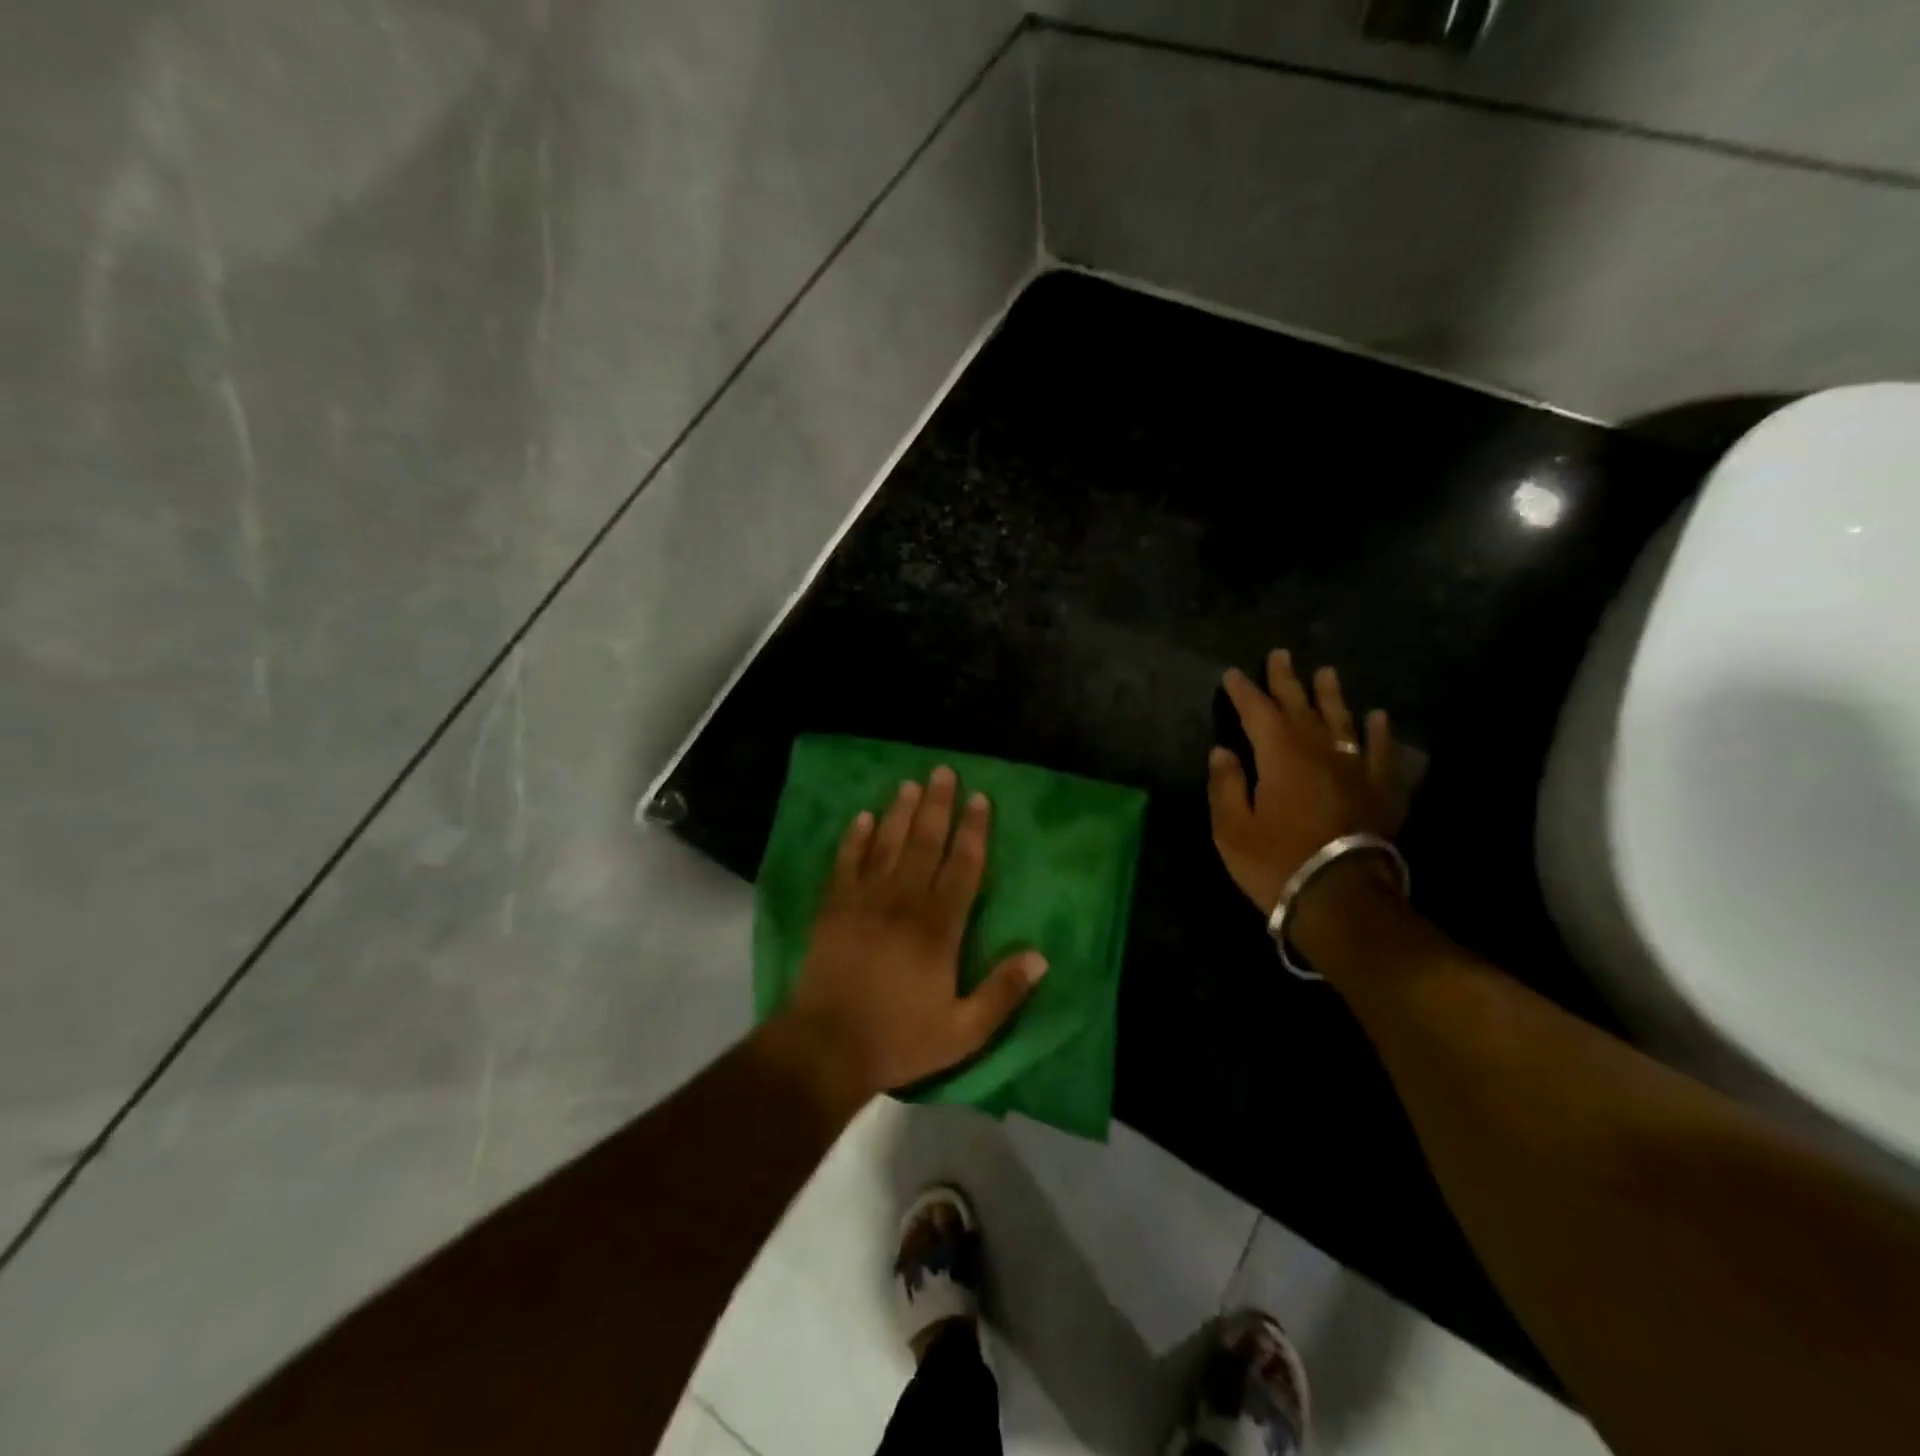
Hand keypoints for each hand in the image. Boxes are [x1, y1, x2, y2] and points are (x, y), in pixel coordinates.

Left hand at [787, 767, 1047, 1096]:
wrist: (826, 1047)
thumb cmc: (899, 1038)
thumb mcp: (964, 1031)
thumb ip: (1003, 993)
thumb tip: (1041, 957)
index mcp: (939, 927)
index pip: (963, 866)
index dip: (974, 831)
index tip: (980, 799)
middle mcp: (903, 901)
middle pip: (924, 842)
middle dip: (937, 805)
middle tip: (943, 772)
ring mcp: (864, 900)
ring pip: (886, 844)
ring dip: (900, 812)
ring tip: (910, 783)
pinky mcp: (833, 907)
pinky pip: (846, 862)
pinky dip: (854, 838)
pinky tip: (862, 817)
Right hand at [1208, 650, 1404, 916]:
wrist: (1343, 899)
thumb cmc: (1277, 863)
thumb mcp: (1232, 828)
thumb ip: (1226, 785)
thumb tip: (1222, 752)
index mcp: (1279, 756)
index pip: (1257, 712)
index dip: (1243, 691)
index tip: (1232, 674)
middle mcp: (1319, 751)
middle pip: (1300, 707)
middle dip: (1286, 680)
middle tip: (1281, 654)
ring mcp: (1354, 769)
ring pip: (1342, 720)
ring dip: (1332, 695)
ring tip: (1327, 672)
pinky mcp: (1380, 791)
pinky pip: (1381, 752)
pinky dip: (1379, 732)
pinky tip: (1378, 717)